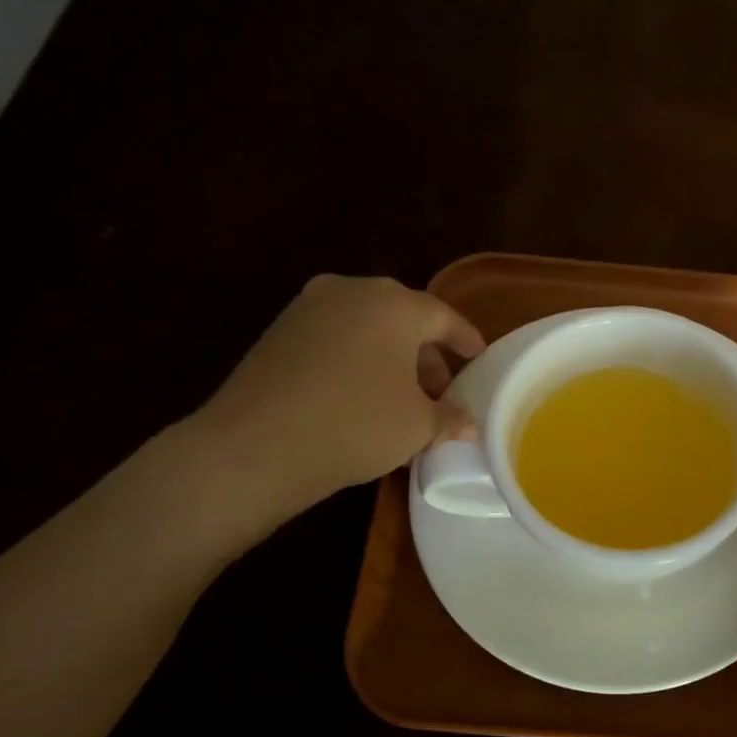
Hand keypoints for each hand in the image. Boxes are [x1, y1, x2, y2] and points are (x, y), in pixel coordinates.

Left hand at [173, 275, 483, 542]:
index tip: (479, 360)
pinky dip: (357, 364)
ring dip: (391, 362)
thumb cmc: (357, 423)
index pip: (444, 317)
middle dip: (427, 357)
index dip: (466, 341)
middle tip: (441, 394)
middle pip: (403, 320)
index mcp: (393, 303)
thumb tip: (466, 423)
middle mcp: (350, 291)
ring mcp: (307, 309)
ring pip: (366, 330)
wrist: (257, 445)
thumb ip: (449, 418)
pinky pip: (335, 342)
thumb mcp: (418, 425)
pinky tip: (362, 401)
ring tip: (402, 402)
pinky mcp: (278, 333)